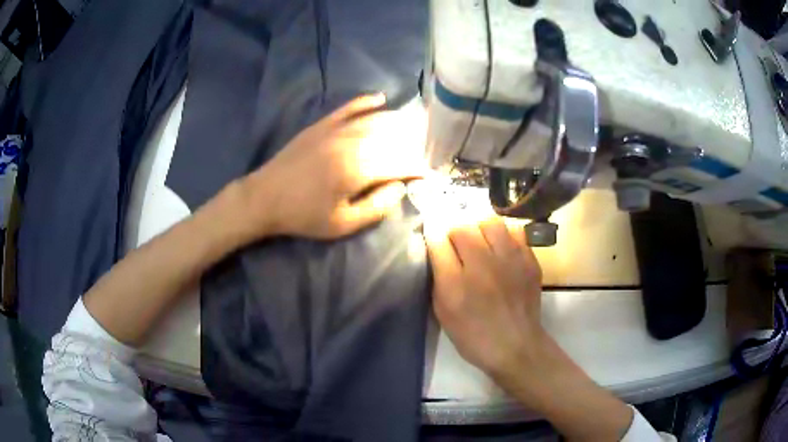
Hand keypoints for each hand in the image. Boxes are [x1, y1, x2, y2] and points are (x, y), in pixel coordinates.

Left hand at [239, 94, 426, 239]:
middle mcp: (350, 143)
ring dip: (398, 121)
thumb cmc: (303, 216)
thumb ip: (376, 206)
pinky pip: (349, 107)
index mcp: (356, 170)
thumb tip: (400, 187)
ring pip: (375, 119)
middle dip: (413, 143)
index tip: (429, 174)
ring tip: (414, 125)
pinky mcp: (321, 125)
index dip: (417, 168)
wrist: (264, 198)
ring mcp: (334, 130)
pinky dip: (366, 101)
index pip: (399, 163)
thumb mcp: (342, 224)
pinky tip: (381, 98)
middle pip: (391, 137)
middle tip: (427, 148)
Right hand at [425, 217, 635, 440]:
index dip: (432, 232)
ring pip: (489, 221)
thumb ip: (438, 278)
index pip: (438, 241)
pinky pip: (514, 231)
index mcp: (455, 284)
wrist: (516, 346)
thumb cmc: (474, 335)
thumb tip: (436, 247)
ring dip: (478, 227)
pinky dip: (503, 234)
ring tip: (478, 239)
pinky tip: (500, 248)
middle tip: (455, 241)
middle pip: (462, 226)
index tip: (431, 230)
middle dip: (453, 229)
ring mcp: (510, 261)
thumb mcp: (443, 312)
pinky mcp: (529, 260)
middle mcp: (482, 266)